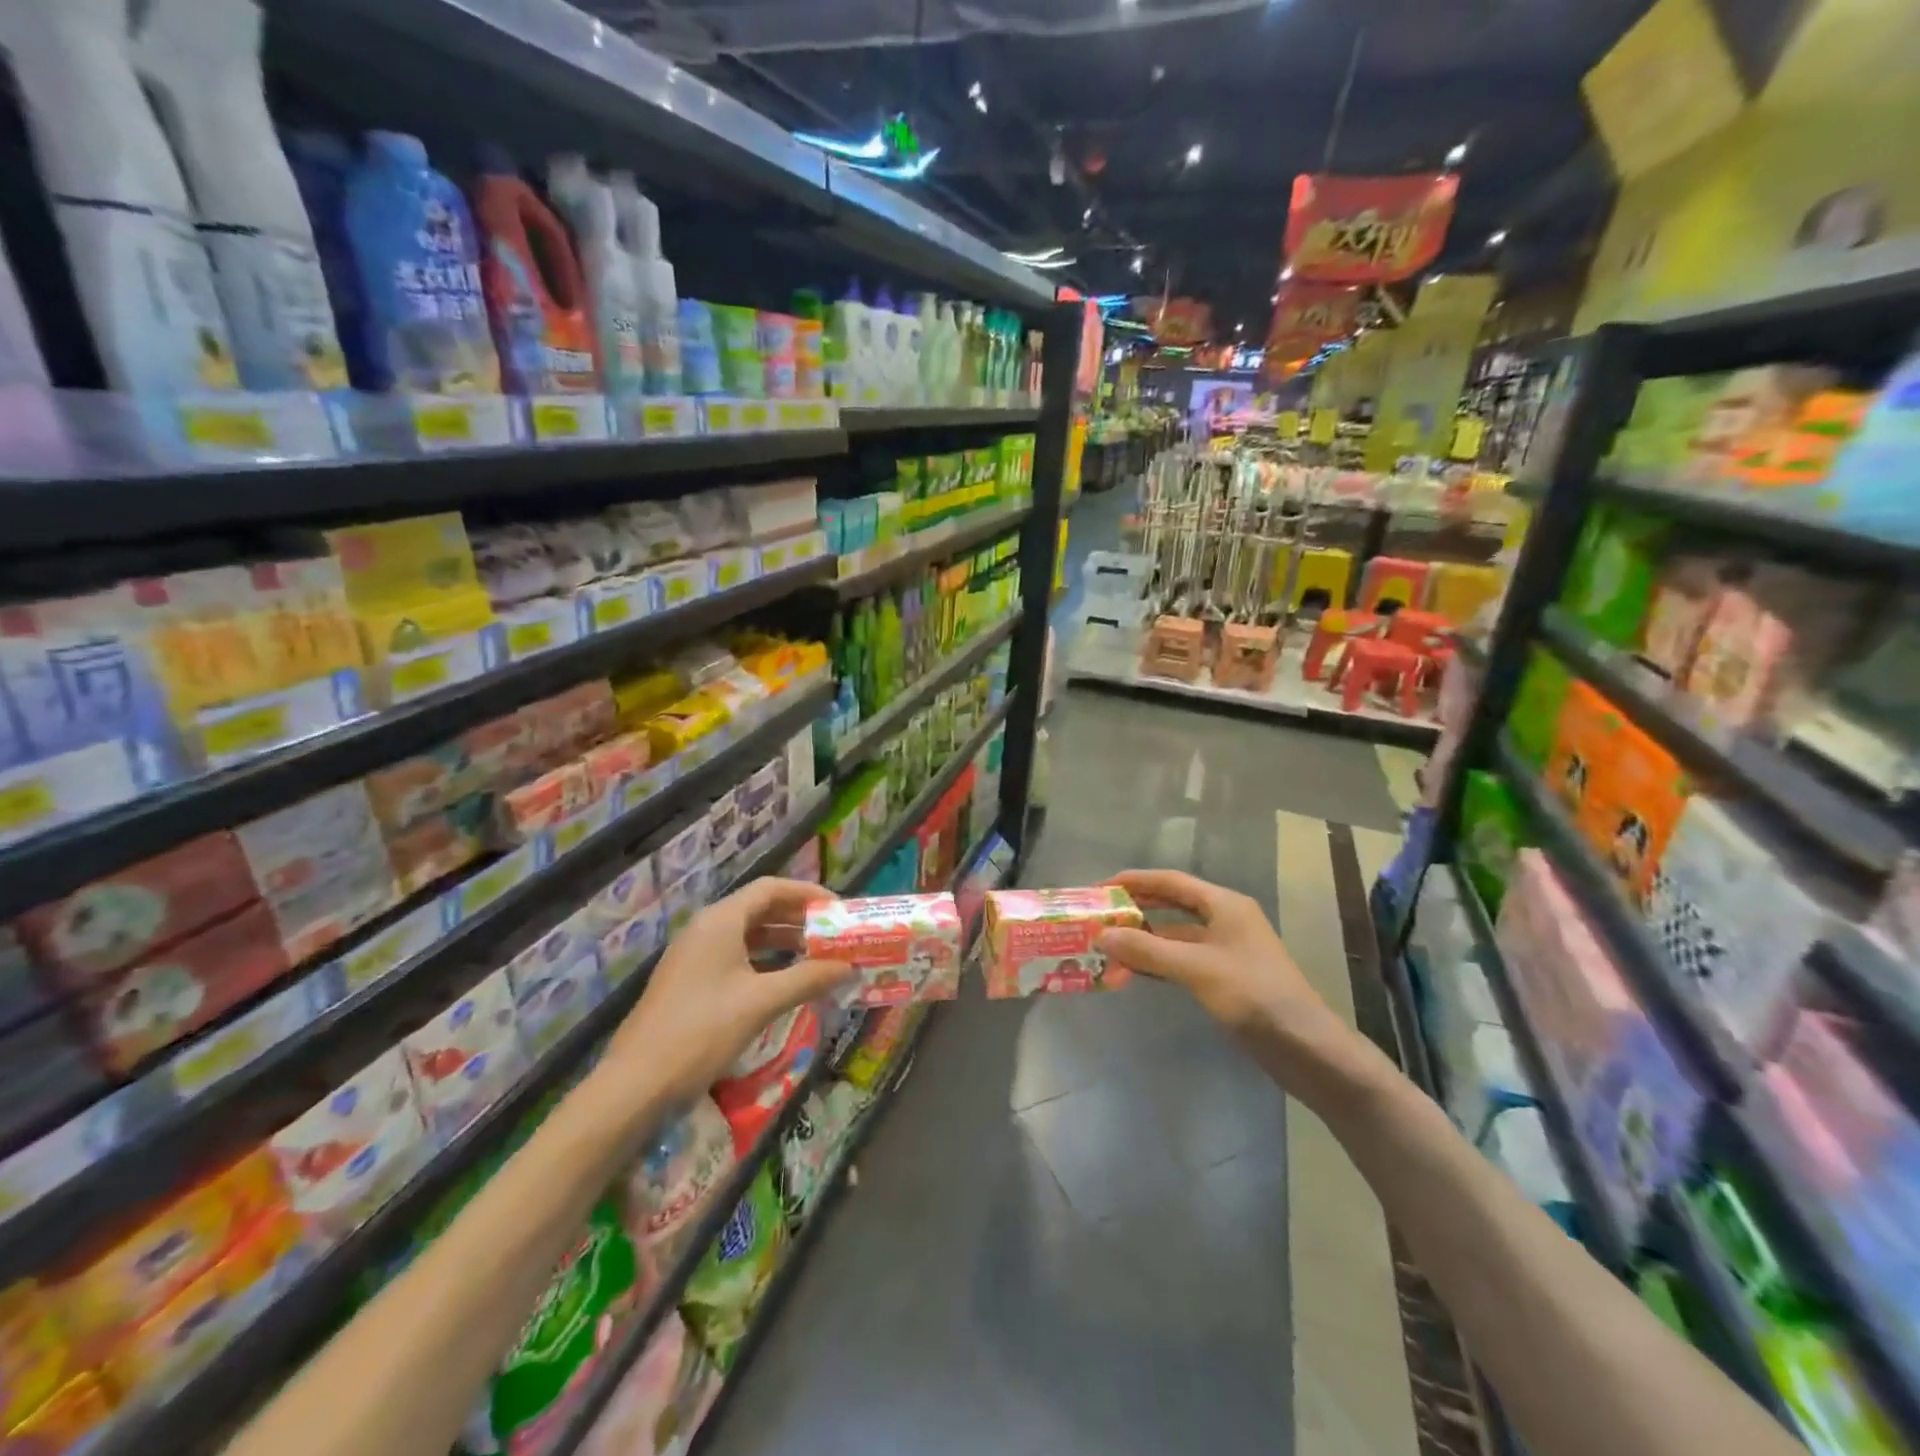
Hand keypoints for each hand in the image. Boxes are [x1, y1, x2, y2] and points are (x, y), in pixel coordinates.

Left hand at [602, 877, 852, 1110]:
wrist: (636, 1084)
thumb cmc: (702, 1031)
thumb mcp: (761, 1002)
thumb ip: (808, 979)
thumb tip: (849, 967)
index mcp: (721, 921)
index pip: (771, 889)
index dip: (807, 893)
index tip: (838, 909)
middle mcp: (707, 929)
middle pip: (760, 909)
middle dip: (799, 919)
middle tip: (834, 935)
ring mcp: (695, 956)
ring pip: (749, 936)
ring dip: (784, 942)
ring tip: (818, 957)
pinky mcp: (690, 982)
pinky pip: (736, 958)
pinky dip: (765, 963)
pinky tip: (786, 982)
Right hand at [1095, 869, 1358, 1091]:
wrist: (1305, 1048)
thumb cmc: (1253, 995)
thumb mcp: (1196, 968)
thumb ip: (1147, 949)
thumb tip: (1102, 934)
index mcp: (1224, 904)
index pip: (1171, 881)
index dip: (1135, 881)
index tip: (1101, 888)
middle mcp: (1225, 920)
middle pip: (1171, 906)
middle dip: (1136, 912)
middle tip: (1099, 918)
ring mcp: (1226, 950)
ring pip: (1175, 937)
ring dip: (1143, 943)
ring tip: (1107, 951)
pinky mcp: (1225, 978)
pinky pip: (1182, 961)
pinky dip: (1158, 964)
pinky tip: (1134, 973)